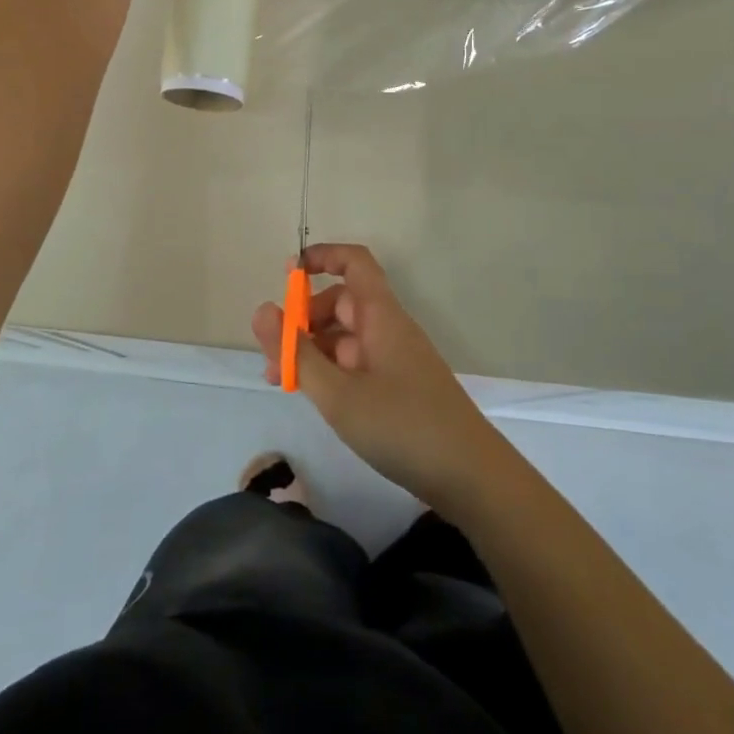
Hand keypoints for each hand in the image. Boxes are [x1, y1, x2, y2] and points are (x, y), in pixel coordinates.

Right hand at [251, 243, 511, 517]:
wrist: (470, 476)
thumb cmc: (401, 426)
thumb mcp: (337, 393)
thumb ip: (296, 353)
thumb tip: (263, 310)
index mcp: (381, 316)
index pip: (354, 263)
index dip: (321, 258)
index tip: (286, 275)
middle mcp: (389, 329)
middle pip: (342, 303)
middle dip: (302, 319)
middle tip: (273, 355)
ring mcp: (395, 359)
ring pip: (345, 337)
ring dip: (312, 350)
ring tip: (282, 382)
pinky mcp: (399, 387)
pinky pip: (356, 364)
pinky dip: (330, 372)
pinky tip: (314, 398)